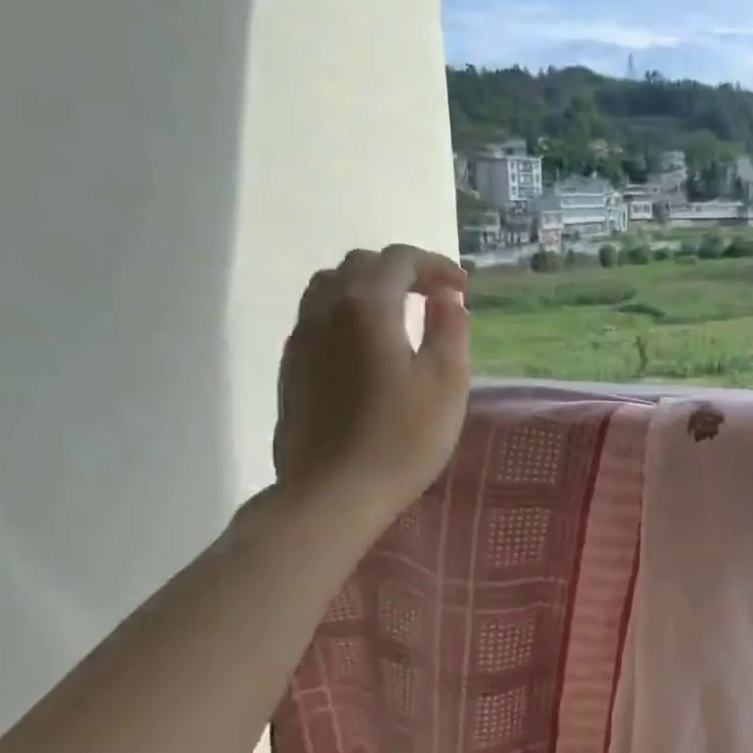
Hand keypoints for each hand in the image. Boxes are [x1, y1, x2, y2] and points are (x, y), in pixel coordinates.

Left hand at [274, 245, 469, 526]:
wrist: (333, 492)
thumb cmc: (402, 437)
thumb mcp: (446, 381)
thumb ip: (449, 329)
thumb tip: (446, 298)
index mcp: (367, 306)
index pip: (399, 259)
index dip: (435, 265)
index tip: (462, 288)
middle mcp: (325, 310)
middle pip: (360, 266)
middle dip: (402, 271)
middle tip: (434, 298)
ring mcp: (301, 340)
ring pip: (330, 288)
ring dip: (369, 289)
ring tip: (399, 316)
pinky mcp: (290, 369)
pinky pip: (317, 318)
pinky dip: (347, 314)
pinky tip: (367, 347)